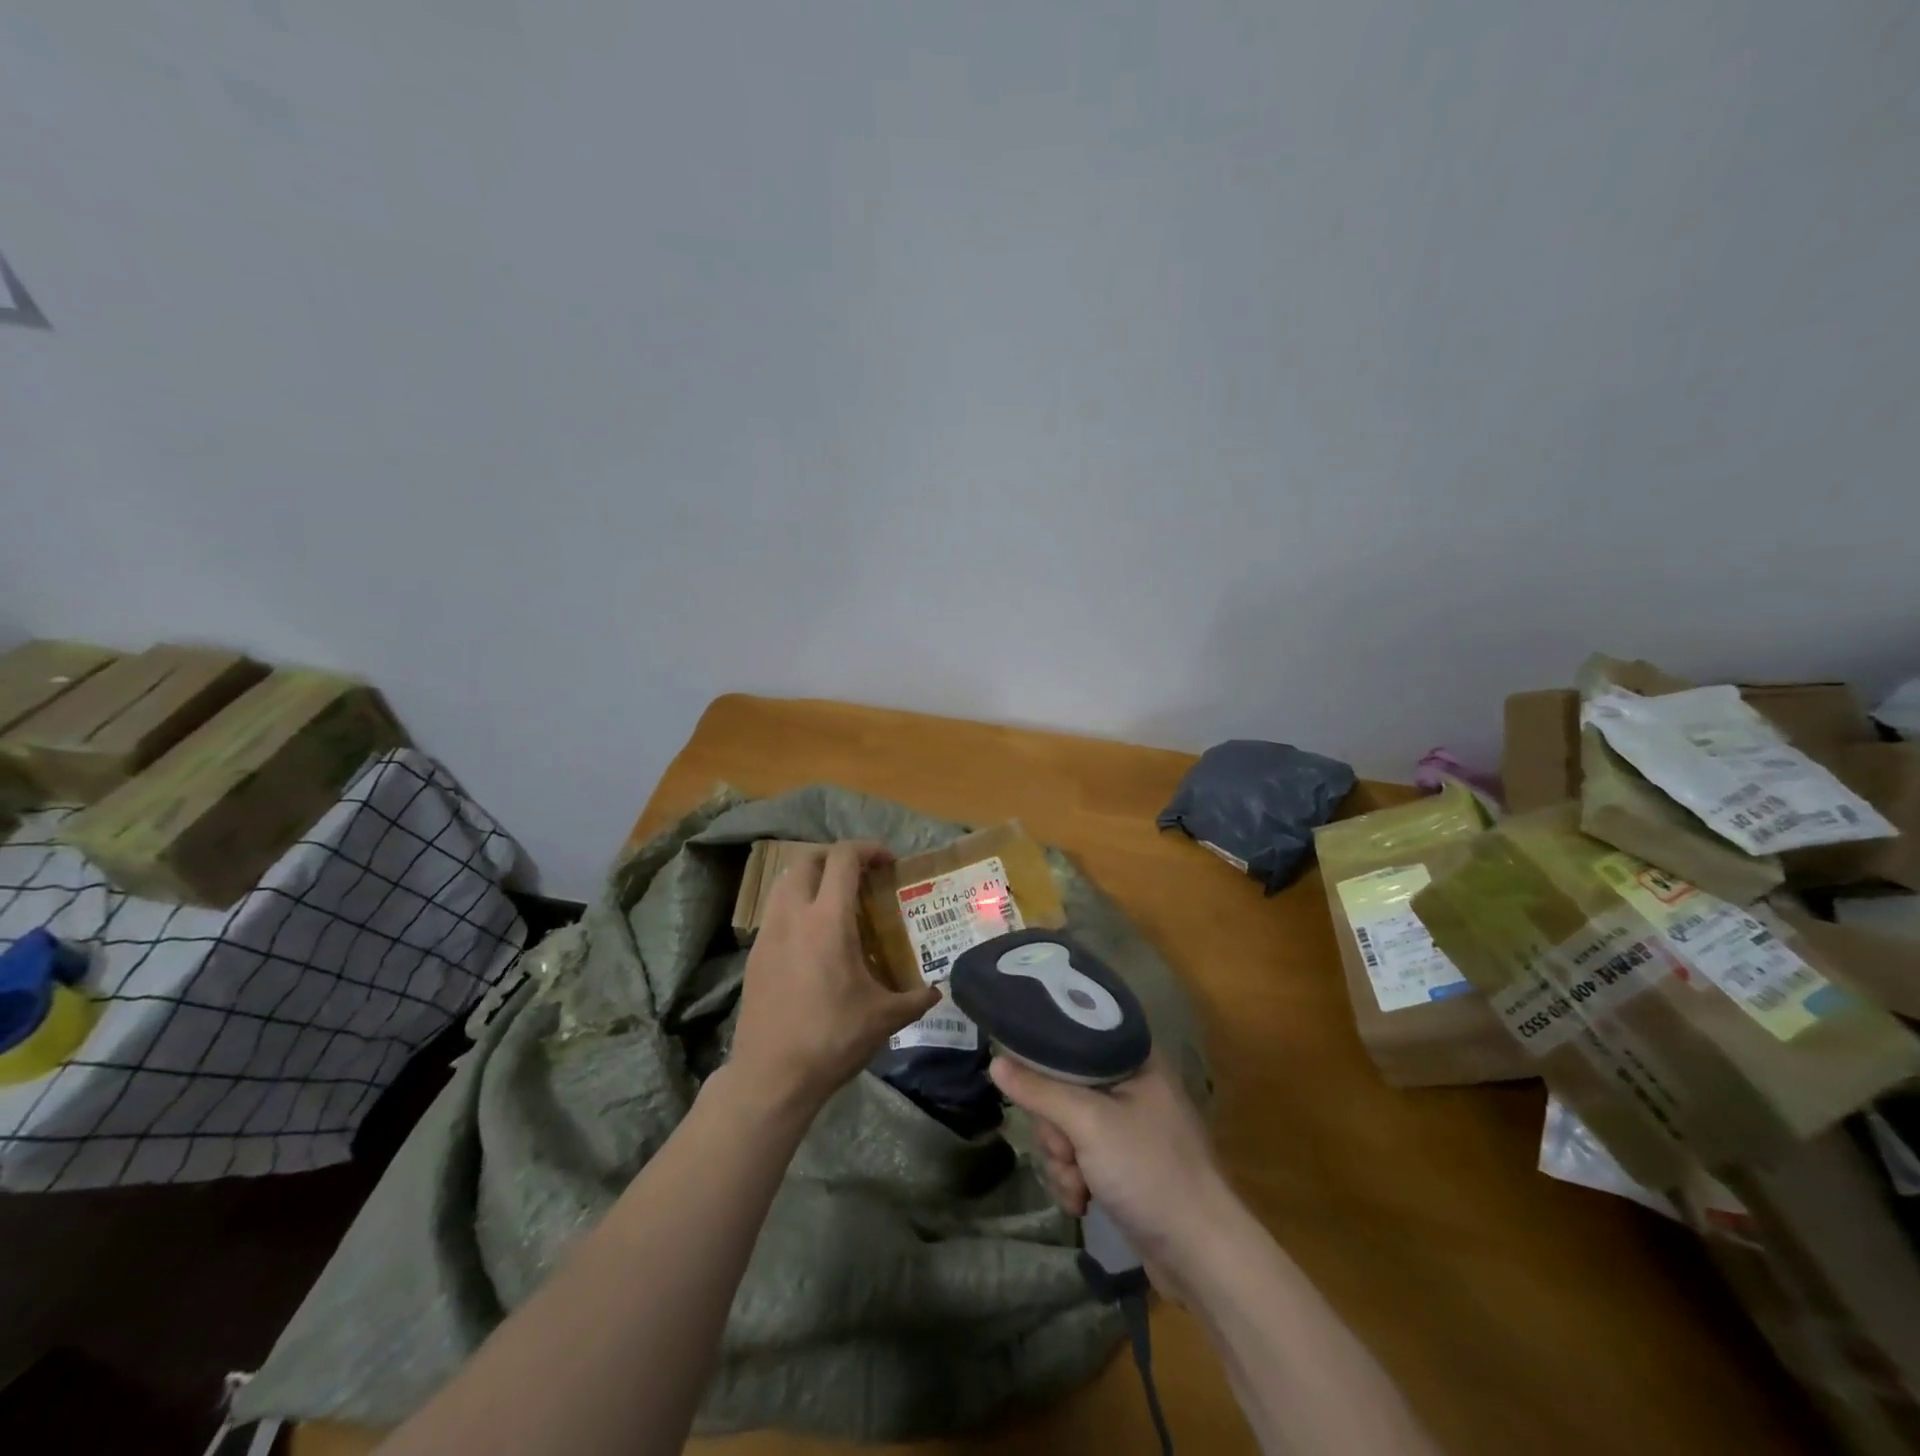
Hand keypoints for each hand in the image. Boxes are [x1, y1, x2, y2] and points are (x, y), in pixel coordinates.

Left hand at [728, 841, 940, 1115]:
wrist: (771, 1077)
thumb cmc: (832, 1039)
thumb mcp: (884, 1018)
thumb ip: (915, 998)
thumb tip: (937, 991)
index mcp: (828, 920)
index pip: (843, 859)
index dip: (867, 850)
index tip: (887, 862)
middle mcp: (793, 916)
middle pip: (807, 860)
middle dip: (835, 857)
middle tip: (860, 876)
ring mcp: (768, 934)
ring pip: (784, 883)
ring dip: (811, 879)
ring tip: (835, 901)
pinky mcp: (755, 955)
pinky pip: (775, 912)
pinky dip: (795, 906)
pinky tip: (813, 939)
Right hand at [991, 1052, 1230, 1293]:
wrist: (1202, 1255)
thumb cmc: (1150, 1171)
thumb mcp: (1089, 1123)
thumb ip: (1040, 1091)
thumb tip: (995, 1062)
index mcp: (1133, 1058)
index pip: (1074, 1037)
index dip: (1046, 1061)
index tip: (1031, 1086)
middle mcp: (1130, 1084)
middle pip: (1062, 1087)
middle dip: (1055, 1129)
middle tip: (1067, 1151)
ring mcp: (1127, 1126)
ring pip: (1066, 1126)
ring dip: (1062, 1161)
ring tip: (1078, 1186)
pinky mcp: (1123, 1163)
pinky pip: (1079, 1156)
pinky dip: (1075, 1179)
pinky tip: (1082, 1202)